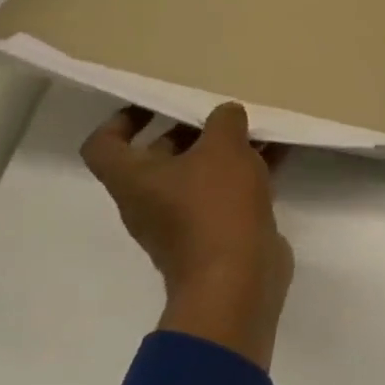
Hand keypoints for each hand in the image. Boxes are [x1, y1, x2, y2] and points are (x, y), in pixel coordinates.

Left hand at [81, 102, 294, 369]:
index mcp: (134, 179)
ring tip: (255, 130)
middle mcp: (149, 201)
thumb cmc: (215, 206)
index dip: (122, 120)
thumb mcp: (223, 148)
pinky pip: (226, 193)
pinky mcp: (215, 233)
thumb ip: (224, 122)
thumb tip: (226, 114)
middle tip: (219, 114)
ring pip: (197, 176)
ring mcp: (182, 221)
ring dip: (223, 153)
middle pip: (157, 158)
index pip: (104, 144)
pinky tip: (279, 155)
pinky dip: (247, 173)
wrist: (236, 279)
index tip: (156, 105)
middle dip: (188, 132)